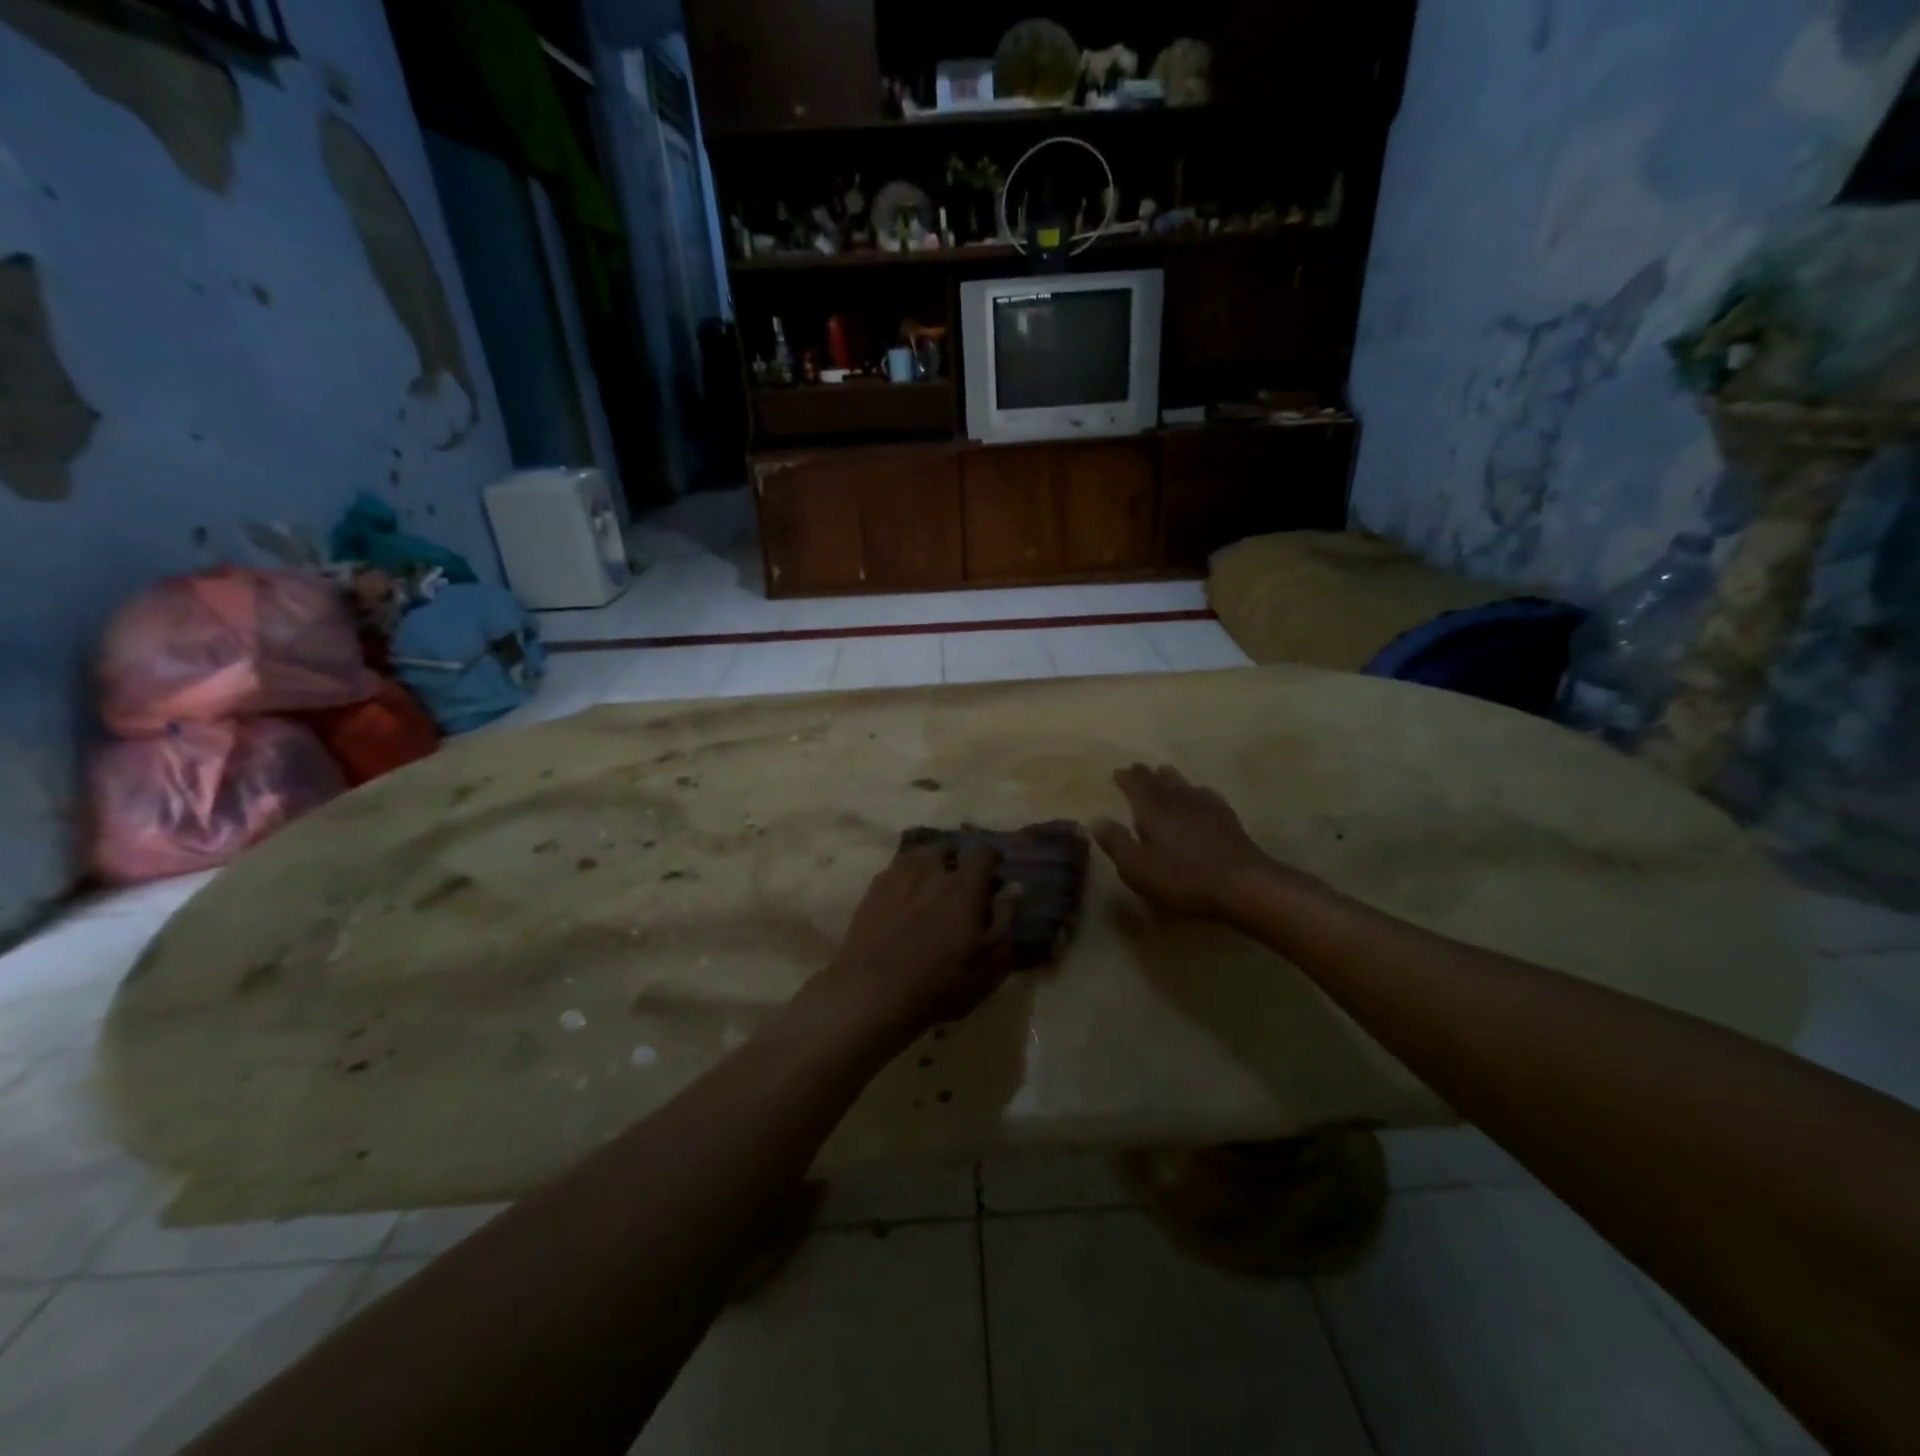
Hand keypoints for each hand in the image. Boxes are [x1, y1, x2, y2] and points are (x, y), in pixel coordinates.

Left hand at [814, 845, 1018, 1042]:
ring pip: (917, 857)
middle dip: (956, 861)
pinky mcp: (872, 891)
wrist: (875, 992)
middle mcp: (931, 871)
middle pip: (946, 850)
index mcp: (964, 885)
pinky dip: (904, 879)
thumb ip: (1006, 918)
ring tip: (930, 888)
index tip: (995, 872)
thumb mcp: (990, 961)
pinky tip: (903, 899)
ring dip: (928, 867)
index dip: (991, 858)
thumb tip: (1014, 887)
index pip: (982, 853)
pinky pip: (893, 872)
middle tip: (959, 883)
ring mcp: (897, 878)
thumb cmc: (942, 981)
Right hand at [1093, 764, 1274, 918]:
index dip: (1126, 779)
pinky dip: (1198, 790)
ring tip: (1165, 771)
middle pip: (1160, 781)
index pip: (1136, 787)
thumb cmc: (1182, 878)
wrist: (1242, 883)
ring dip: (1172, 777)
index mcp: (1153, 811)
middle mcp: (1178, 802)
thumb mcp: (1138, 867)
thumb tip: (1097, 820)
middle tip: (1139, 767)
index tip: (1118, 771)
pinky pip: (1208, 796)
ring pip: (1184, 785)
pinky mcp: (1227, 819)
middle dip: (1147, 774)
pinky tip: (1201, 793)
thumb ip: (1117, 843)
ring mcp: (1206, 808)